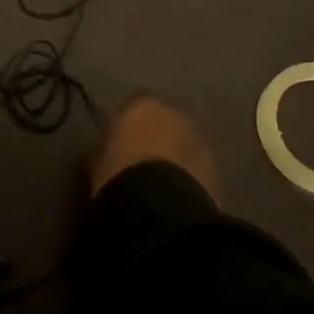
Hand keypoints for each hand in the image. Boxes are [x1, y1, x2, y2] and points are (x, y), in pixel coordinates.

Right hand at [89, 94, 219, 201]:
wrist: (159, 208)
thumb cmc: (118, 174)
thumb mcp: (97, 161)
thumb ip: (102, 149)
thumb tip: (98, 152)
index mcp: (143, 105)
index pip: (133, 107)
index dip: (126, 126)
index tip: (118, 144)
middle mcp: (175, 116)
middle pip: (164, 124)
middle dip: (155, 139)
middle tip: (140, 163)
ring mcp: (199, 143)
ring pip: (183, 146)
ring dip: (174, 159)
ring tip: (159, 185)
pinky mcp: (216, 172)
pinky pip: (196, 170)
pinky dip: (187, 179)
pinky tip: (174, 198)